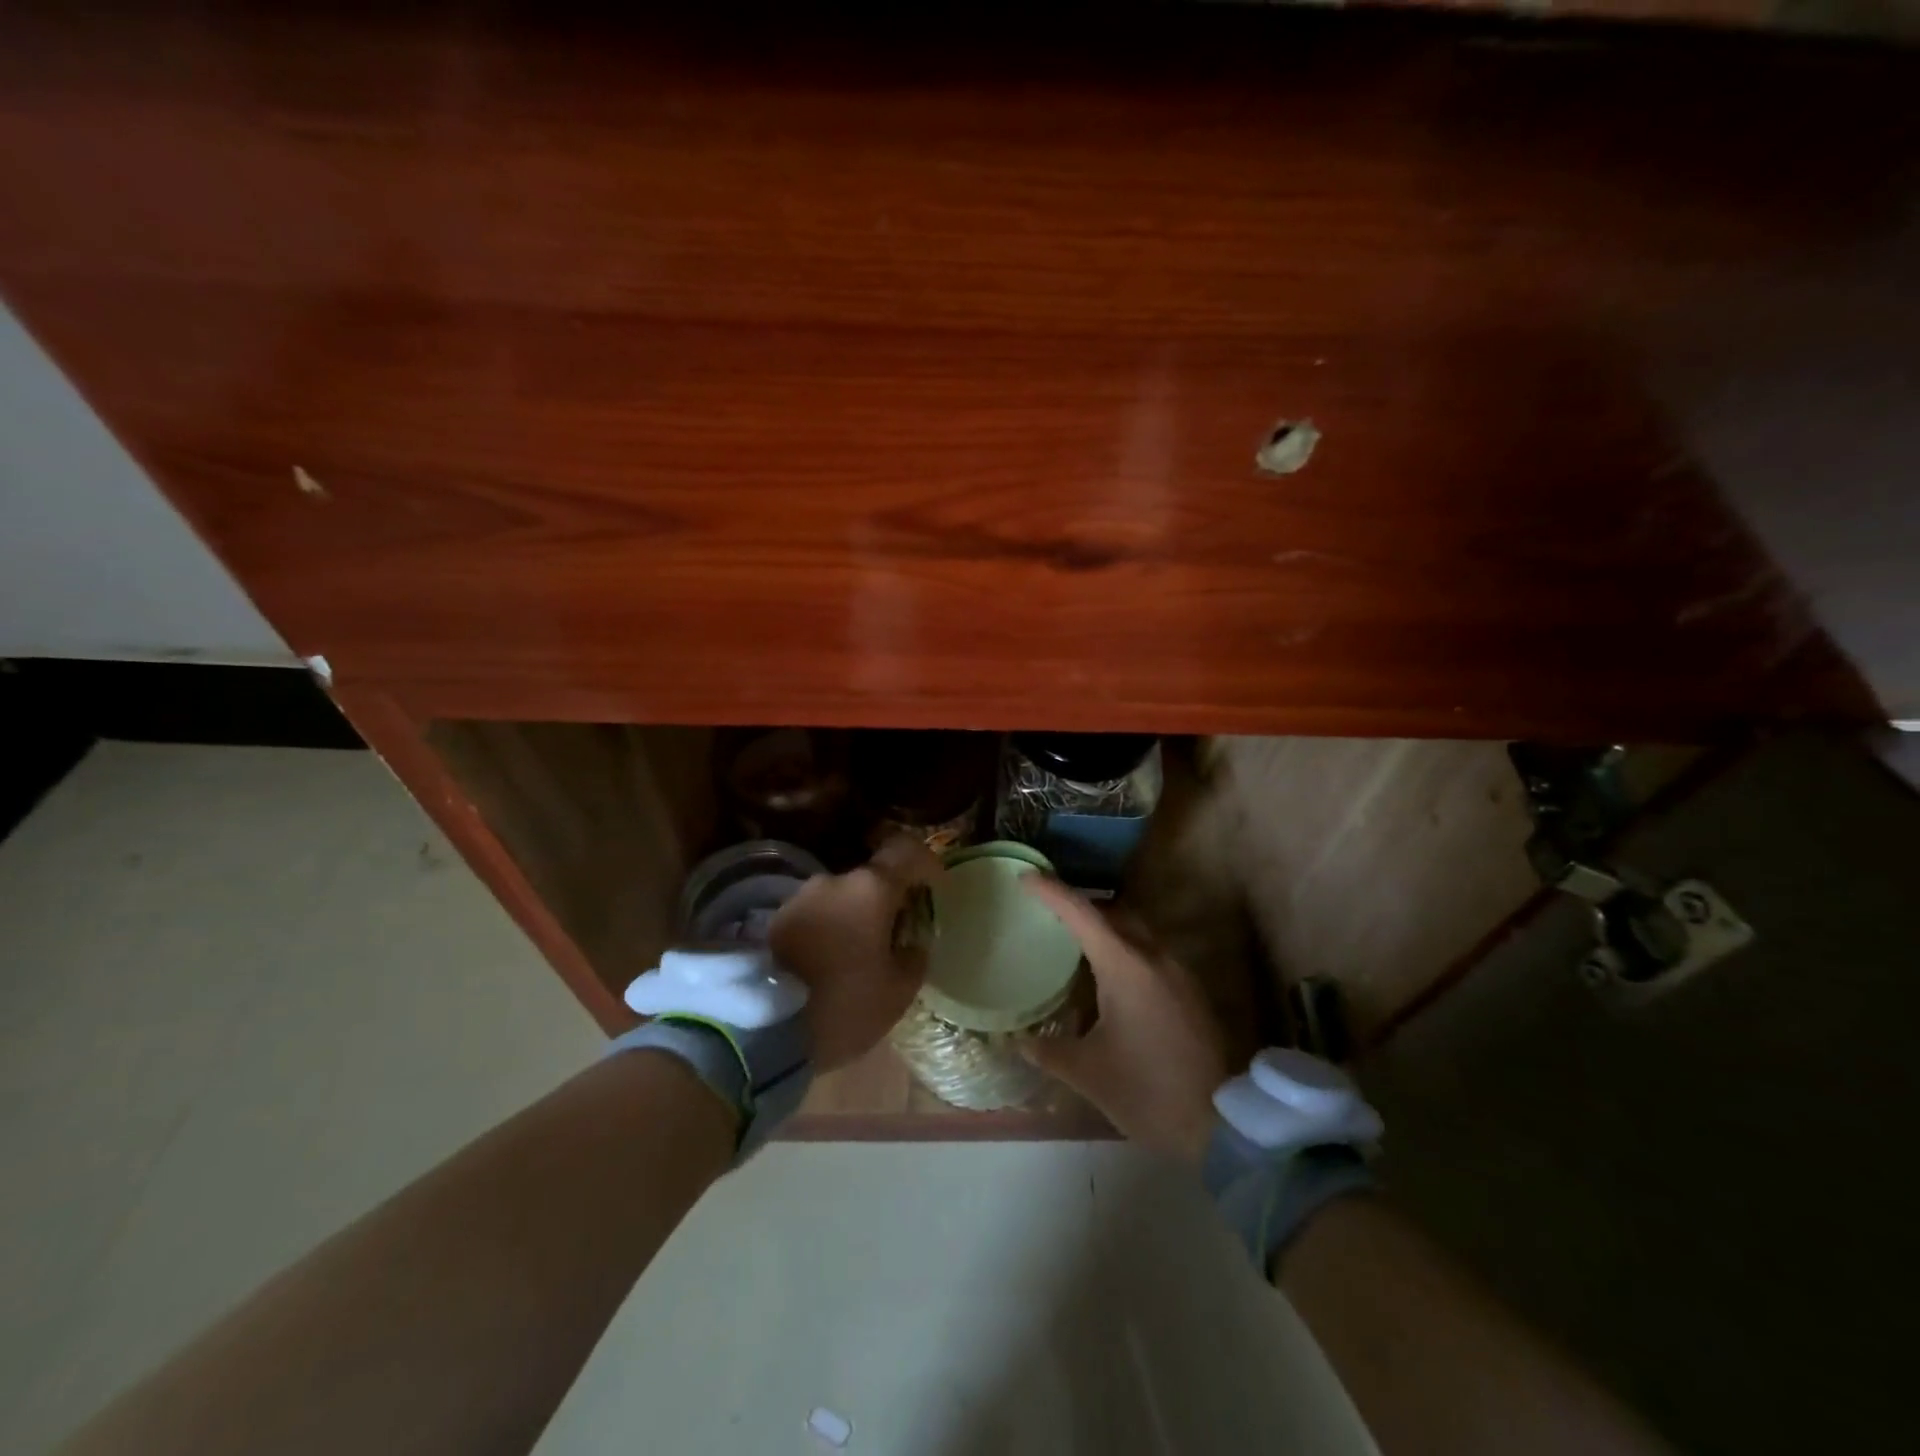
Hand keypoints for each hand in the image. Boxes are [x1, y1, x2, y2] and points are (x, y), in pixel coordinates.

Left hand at [769, 836, 941, 1070]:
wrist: (762, 1029)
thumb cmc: (844, 1005)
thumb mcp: (898, 991)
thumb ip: (914, 957)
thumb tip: (912, 943)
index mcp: (871, 889)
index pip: (906, 851)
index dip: (925, 863)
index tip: (934, 886)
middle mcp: (834, 881)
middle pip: (871, 879)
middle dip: (887, 902)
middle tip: (895, 937)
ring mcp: (800, 897)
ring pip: (841, 898)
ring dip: (855, 917)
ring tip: (859, 956)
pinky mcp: (775, 919)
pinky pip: (816, 915)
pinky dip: (829, 930)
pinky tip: (829, 963)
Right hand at [1018, 878, 1231, 1165]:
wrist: (1221, 1125)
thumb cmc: (1147, 1092)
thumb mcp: (1087, 1073)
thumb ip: (1048, 1050)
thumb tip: (1020, 1041)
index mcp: (1126, 967)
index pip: (1082, 914)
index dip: (1052, 891)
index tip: (1026, 877)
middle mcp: (1155, 957)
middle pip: (1112, 912)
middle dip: (1079, 905)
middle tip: (1047, 910)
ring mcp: (1178, 971)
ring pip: (1135, 930)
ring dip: (1105, 926)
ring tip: (1073, 940)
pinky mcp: (1190, 990)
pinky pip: (1151, 951)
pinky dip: (1124, 948)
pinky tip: (1109, 976)